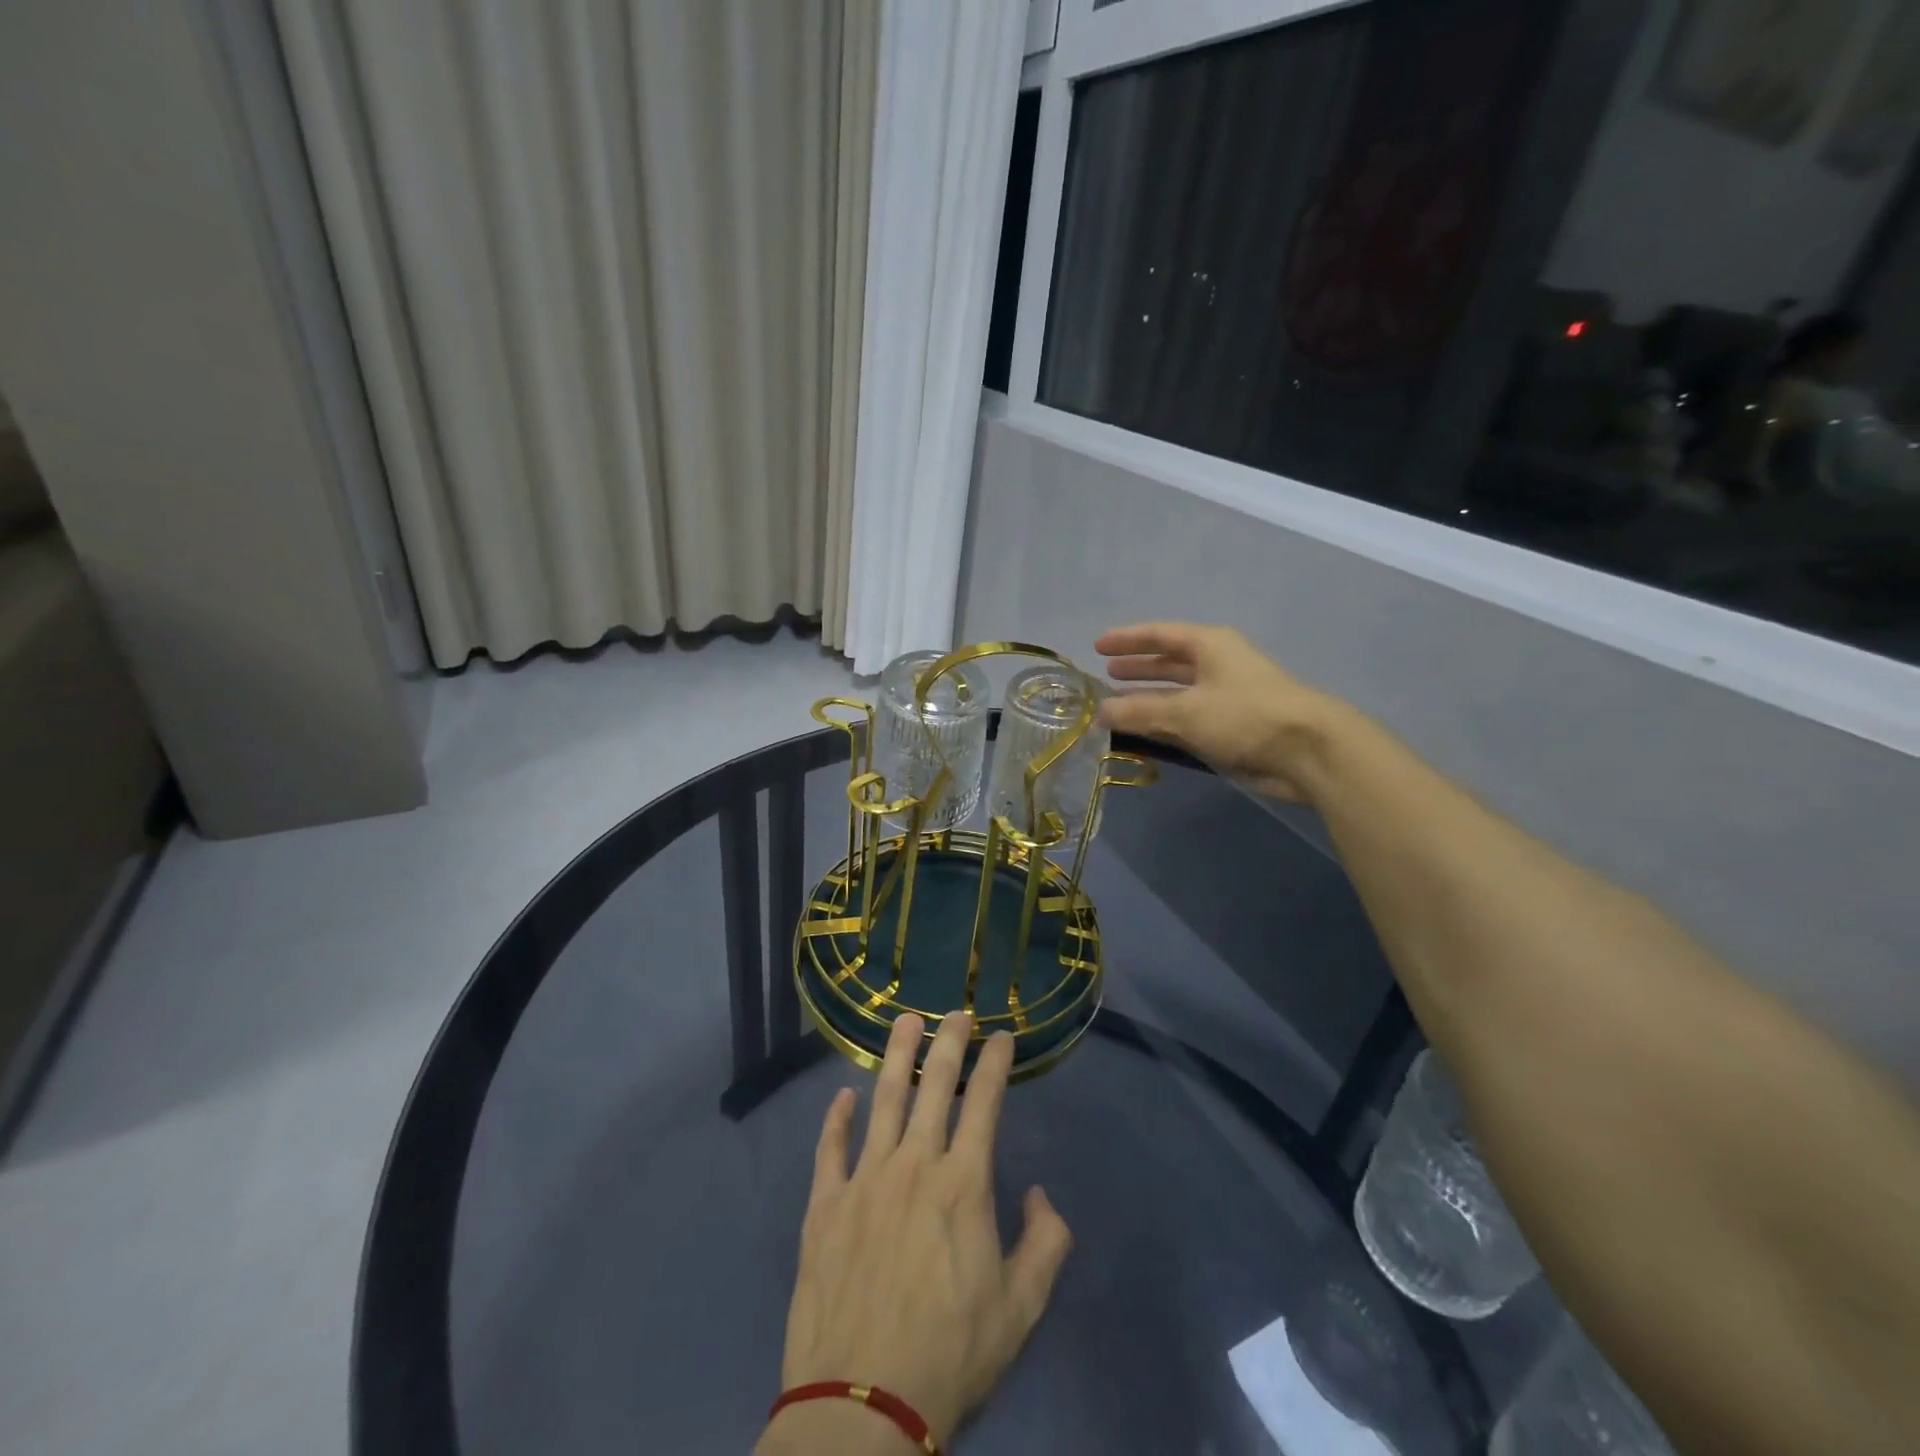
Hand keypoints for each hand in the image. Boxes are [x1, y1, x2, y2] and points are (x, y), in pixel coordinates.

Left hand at [759, 1012, 1072, 1452]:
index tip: (1002, 1035)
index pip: (984, 1103)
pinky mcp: (824, 1205)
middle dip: (948, 1042)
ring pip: (882, 1100)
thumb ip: (1045, 1244)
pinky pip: (830, 1148)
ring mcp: (864, 1180)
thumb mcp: (1020, 1310)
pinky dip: (837, 1117)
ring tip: (904, 1022)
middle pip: (932, 1085)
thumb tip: (1041, 1196)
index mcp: (962, 1184)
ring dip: (895, 1056)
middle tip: (956, 1012)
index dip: (995, 1063)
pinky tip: (844, 1096)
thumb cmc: (949, 1354)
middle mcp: (913, 1165)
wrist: (861, 1406)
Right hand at [1097, 622, 1339, 801]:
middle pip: (1170, 661)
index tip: (1098, 646)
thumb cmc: (1244, 716)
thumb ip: (1139, 711)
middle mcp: (1218, 665)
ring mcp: (1226, 696)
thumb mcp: (1184, 711)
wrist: (1307, 752)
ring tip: (1118, 704)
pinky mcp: (1231, 726)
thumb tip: (1101, 711)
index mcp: (1210, 646)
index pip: (1161, 634)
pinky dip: (1165, 722)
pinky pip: (1188, 719)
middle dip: (1139, 667)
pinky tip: (1144, 732)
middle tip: (1107, 674)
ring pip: (1178, 693)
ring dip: (1149, 698)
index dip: (1129, 639)